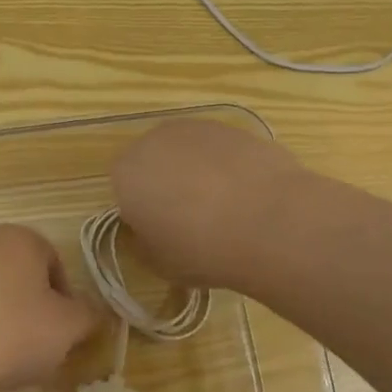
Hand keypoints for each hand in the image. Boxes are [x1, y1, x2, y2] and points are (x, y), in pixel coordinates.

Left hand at [0, 224, 99, 391]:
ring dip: (0, 315)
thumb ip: (87, 315)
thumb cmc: (12, 334)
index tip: (61, 330)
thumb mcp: (67, 328)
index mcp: (19, 238)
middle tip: (35, 343)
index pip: (54, 263)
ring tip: (2, 353)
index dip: (63, 299)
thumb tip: (90, 312)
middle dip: (30, 306)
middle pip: (19, 274)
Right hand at [110, 119, 309, 290]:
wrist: (268, 221)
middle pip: (154, 163)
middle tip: (191, 219)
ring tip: (225, 208)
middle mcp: (154, 141)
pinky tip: (247, 195)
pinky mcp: (234, 128)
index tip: (162, 233)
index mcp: (126, 173)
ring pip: (188, 153)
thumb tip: (151, 230)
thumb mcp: (158, 263)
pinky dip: (228, 168)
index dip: (142, 211)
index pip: (123, 190)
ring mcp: (197, 129)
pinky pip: (220, 151)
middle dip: (166, 185)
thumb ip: (144, 241)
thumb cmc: (200, 249)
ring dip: (197, 173)